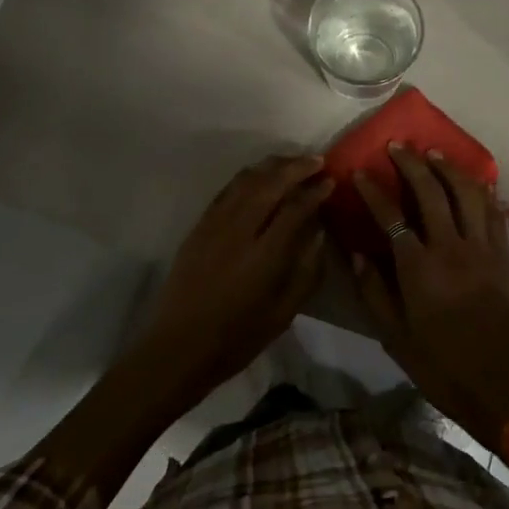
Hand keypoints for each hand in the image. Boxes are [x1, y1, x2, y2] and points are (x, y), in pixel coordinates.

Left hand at [129, 154, 333, 410]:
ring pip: (246, 180)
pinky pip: (226, 190)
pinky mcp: (199, 226)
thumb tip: (319, 234)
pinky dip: (247, 177)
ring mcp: (215, 225)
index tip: (330, 181)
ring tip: (292, 162)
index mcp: (264, 256)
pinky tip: (259, 176)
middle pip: (270, 184)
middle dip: (296, 167)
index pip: (295, 209)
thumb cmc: (236, 338)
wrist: (178, 347)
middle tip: (317, 160)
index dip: (315, 192)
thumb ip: (306, 272)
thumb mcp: (283, 314)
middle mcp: (239, 232)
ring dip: (271, 166)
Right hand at [349, 145, 508, 450]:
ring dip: (448, 168)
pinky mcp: (503, 256)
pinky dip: (481, 190)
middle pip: (432, 191)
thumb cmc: (438, 363)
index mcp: (420, 269)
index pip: (392, 216)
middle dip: (412, 163)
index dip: (373, 191)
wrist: (497, 385)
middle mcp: (452, 249)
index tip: (359, 172)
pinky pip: (493, 212)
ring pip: (467, 193)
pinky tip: (471, 180)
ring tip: (433, 153)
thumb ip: (373, 290)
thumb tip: (356, 253)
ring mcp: (482, 249)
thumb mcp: (393, 335)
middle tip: (398, 146)